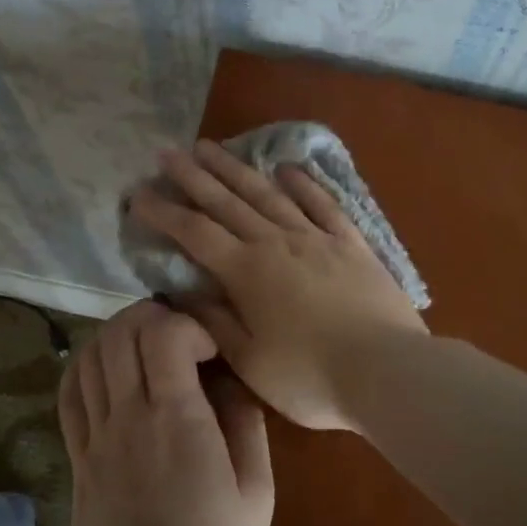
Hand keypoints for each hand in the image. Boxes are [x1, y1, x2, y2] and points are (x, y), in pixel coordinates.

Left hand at [58, 300, 273, 525]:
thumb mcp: (258, 490)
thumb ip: (247, 424)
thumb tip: (233, 380)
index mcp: (177, 418)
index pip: (163, 333)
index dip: (189, 324)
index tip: (211, 349)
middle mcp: (129, 415)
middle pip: (121, 333)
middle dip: (152, 316)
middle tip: (179, 334)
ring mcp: (96, 436)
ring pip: (89, 356)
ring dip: (117, 336)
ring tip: (145, 347)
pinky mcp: (77, 457)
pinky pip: (68, 394)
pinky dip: (84, 366)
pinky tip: (107, 370)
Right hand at [127, 140, 426, 430]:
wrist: (387, 371)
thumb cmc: (310, 377)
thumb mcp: (250, 361)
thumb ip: (215, 322)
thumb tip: (183, 293)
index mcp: (247, 273)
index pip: (195, 234)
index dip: (164, 213)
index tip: (139, 194)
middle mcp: (277, 243)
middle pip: (227, 202)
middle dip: (194, 177)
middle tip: (168, 153)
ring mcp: (317, 239)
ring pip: (269, 195)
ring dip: (238, 170)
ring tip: (213, 148)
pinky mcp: (352, 244)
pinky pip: (323, 204)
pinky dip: (304, 184)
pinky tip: (288, 169)